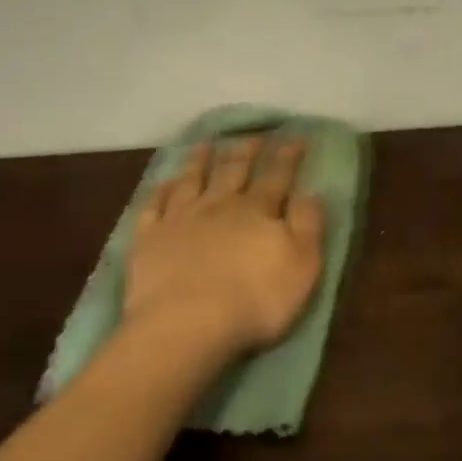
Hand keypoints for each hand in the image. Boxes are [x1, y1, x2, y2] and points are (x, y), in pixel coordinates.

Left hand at [125, 136, 326, 361]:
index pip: (278, 175)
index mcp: (258, 210)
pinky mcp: (149, 238)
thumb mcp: (302, 266)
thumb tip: (312, 191)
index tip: (296, 136)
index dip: (288, 155)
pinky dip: (161, 190)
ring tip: (207, 144)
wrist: (186, 324)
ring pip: (192, 179)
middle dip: (246, 151)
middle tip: (253, 136)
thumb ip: (308, 225)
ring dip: (201, 160)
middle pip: (234, 170)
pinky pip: (155, 205)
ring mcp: (180, 218)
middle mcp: (219, 205)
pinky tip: (165, 182)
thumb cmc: (254, 300)